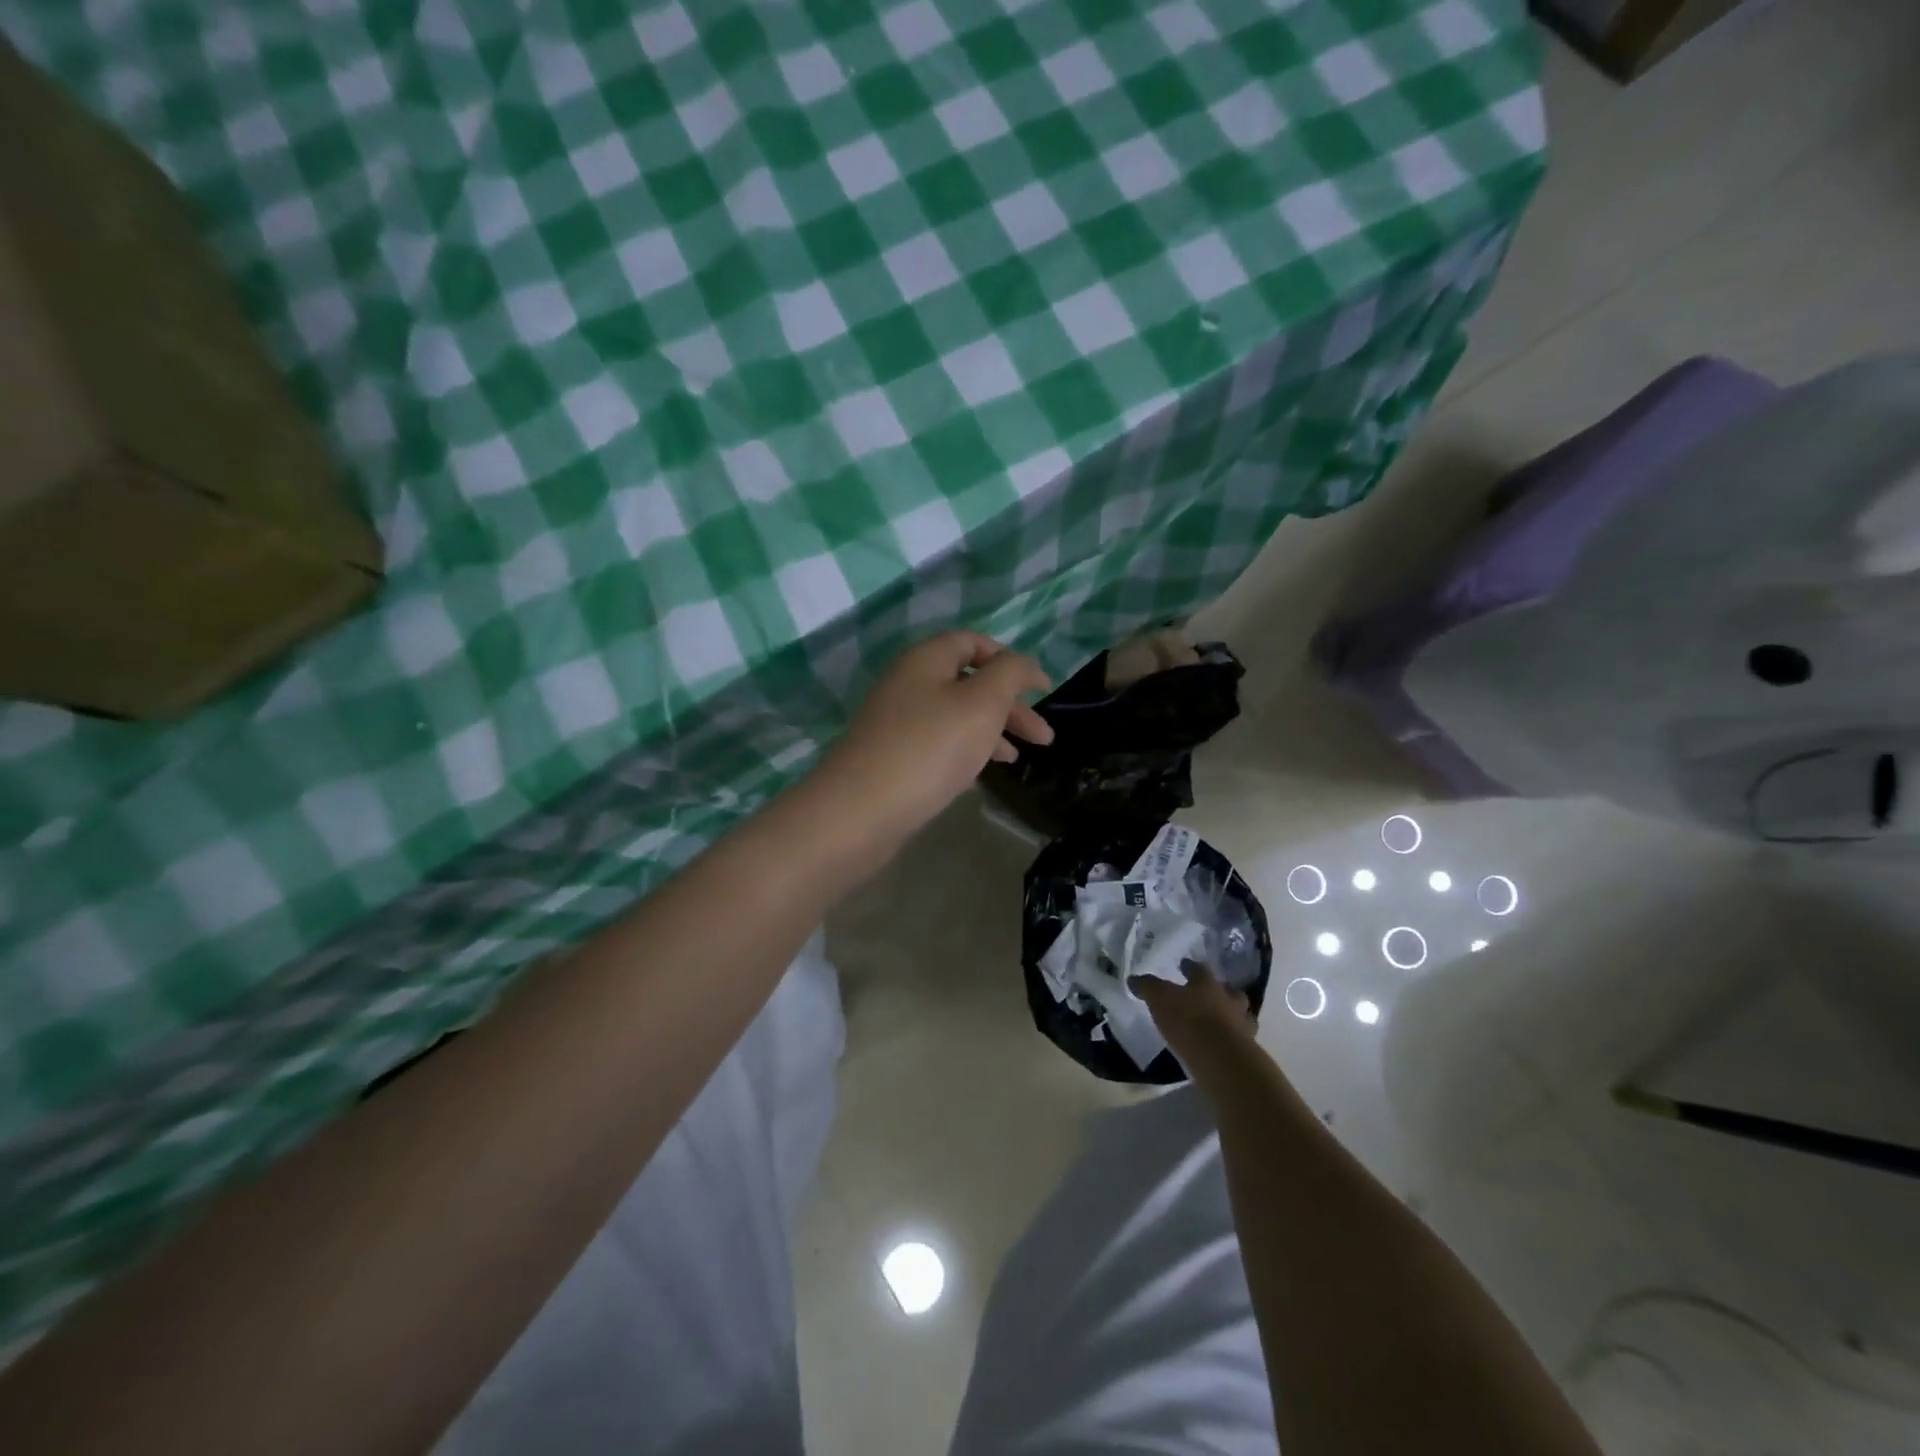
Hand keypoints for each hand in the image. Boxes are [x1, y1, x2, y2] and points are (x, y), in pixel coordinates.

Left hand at [812, 631, 1052, 847]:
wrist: (860, 810)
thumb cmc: (930, 747)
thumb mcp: (982, 703)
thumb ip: (1010, 674)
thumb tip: (1024, 664)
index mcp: (926, 660)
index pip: (973, 642)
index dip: (1010, 660)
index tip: (1042, 689)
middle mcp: (908, 684)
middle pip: (968, 682)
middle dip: (1009, 705)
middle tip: (1043, 738)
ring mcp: (897, 723)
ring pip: (955, 716)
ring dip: (991, 731)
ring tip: (1017, 760)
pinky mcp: (892, 758)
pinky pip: (938, 745)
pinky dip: (965, 753)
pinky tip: (980, 775)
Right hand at [1132, 961, 1256, 1063]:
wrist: (1221, 1059)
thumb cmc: (1189, 1021)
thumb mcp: (1159, 999)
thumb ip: (1148, 987)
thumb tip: (1133, 979)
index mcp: (1207, 983)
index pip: (1199, 969)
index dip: (1190, 967)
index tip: (1184, 965)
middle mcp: (1228, 1000)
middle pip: (1229, 991)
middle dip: (1220, 991)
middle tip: (1209, 995)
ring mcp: (1242, 1025)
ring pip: (1240, 1015)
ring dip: (1231, 1016)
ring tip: (1219, 1022)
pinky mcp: (1246, 1051)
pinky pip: (1240, 1039)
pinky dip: (1232, 1040)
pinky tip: (1221, 1045)